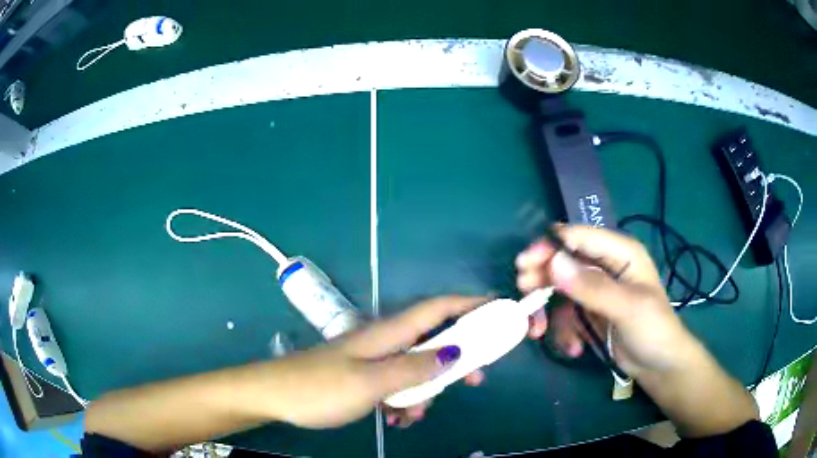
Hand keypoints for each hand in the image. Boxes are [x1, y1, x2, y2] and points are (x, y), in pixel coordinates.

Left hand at [266, 296, 485, 428]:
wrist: (273, 396)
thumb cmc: (319, 387)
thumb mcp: (371, 382)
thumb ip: (414, 369)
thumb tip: (457, 352)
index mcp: (388, 332)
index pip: (438, 308)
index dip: (470, 304)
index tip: (499, 311)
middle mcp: (384, 341)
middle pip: (433, 339)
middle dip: (457, 358)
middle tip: (474, 380)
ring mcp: (373, 359)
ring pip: (416, 368)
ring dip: (425, 390)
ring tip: (413, 416)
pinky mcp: (363, 377)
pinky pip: (396, 384)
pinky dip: (403, 400)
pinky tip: (395, 419)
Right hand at [516, 225, 758, 436]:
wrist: (659, 367)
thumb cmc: (653, 331)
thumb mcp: (627, 308)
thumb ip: (592, 286)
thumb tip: (554, 263)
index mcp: (621, 252)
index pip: (580, 237)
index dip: (551, 246)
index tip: (525, 264)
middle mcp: (606, 265)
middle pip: (564, 260)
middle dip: (543, 276)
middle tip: (523, 291)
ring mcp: (597, 290)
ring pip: (560, 288)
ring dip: (548, 311)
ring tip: (539, 332)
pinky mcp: (590, 312)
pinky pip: (566, 312)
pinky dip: (562, 330)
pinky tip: (572, 348)